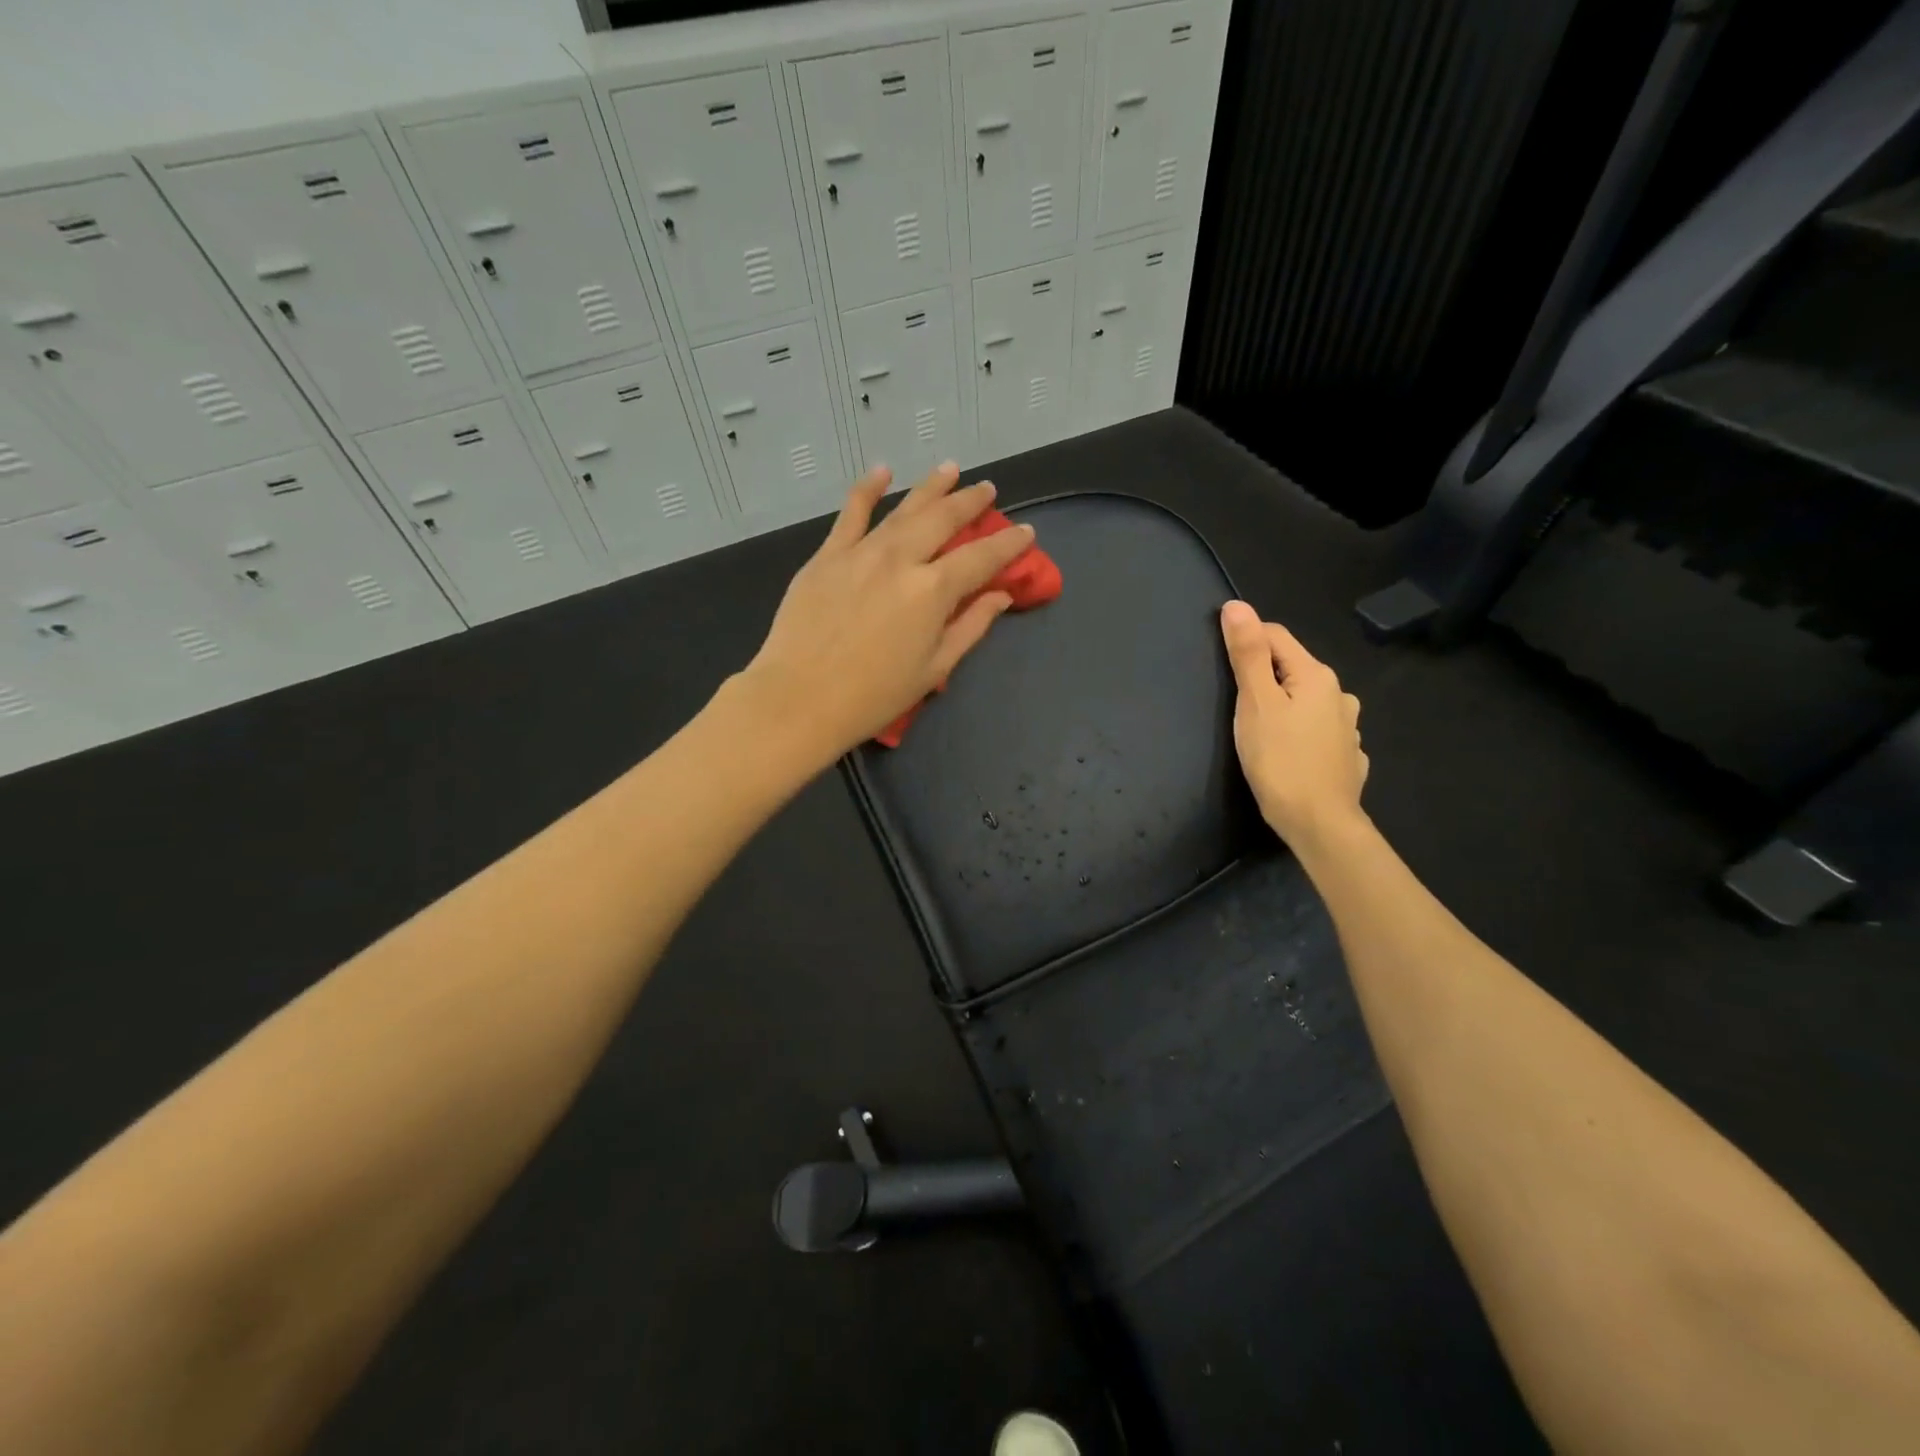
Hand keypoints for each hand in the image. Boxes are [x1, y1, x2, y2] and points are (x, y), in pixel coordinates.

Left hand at [738, 463, 1035, 765]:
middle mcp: (901, 559)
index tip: (1026, 531)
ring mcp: (861, 552)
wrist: (799, 699)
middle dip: (970, 502)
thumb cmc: (874, 696)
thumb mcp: (934, 669)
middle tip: (987, 489)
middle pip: (943, 519)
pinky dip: (867, 489)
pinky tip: (881, 471)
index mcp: (932, 591)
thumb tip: (1000, 596)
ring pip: (903, 509)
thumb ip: (970, 626)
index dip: (1008, 544)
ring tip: (950, 469)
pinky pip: (850, 513)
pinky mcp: (827, 556)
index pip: (981, 558)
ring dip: (930, 487)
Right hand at [1220, 601, 1368, 847]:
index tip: (1222, 665)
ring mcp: (1347, 727)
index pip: (1276, 636)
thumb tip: (1237, 605)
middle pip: (1292, 668)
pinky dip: (1301, 732)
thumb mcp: (1255, 703)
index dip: (1246, 640)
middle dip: (1264, 676)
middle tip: (1236, 704)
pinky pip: (1319, 731)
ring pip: (1307, 701)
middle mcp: (1339, 694)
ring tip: (1262, 730)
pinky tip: (1289, 752)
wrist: (1319, 823)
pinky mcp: (1346, 756)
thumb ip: (1246, 654)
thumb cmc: (1280, 760)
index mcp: (1316, 676)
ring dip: (1285, 705)